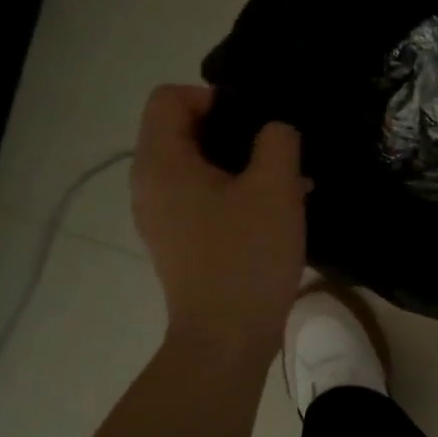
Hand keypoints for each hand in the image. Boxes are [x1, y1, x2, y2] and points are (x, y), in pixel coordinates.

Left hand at [131, 85, 305, 354]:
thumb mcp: (275, 188)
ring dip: (240, 166)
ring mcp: (161, 216)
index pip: (170, 98)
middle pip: (183, 130)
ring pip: (197, 166)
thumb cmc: (247, 257)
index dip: (214, 98)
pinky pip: (202, 198)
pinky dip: (234, 194)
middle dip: (234, 133)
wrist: (226, 338)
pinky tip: (275, 212)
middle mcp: (150, 184)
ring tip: (287, 183)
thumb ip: (278, 140)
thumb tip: (274, 130)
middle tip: (278, 153)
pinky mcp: (179, 241)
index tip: (255, 125)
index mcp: (161, 162)